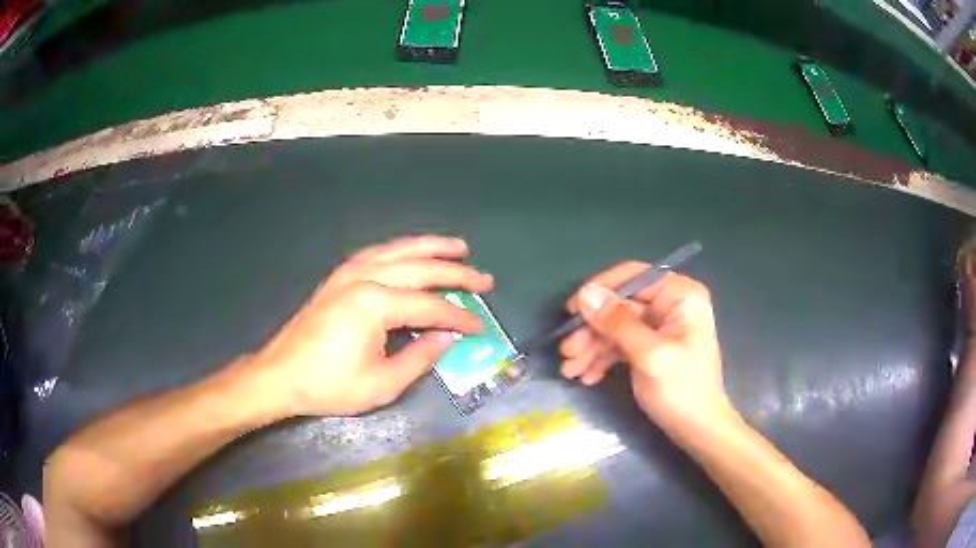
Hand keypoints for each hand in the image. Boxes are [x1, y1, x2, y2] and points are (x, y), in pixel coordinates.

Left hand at [250, 235, 493, 416]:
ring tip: (458, 247)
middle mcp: (363, 278)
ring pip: (398, 251)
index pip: (429, 305)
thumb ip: (420, 357)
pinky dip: (400, 249)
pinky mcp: (338, 278)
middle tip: (485, 278)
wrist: (280, 375)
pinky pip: (377, 254)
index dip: (458, 316)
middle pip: (419, 268)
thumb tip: (448, 337)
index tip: (480, 326)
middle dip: (456, 273)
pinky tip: (411, 252)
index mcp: (374, 304)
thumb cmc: (329, 385)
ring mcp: (348, 273)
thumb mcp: (382, 383)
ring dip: (430, 247)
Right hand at [560, 262, 730, 429]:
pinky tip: (587, 376)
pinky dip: (603, 358)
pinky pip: (620, 344)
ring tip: (570, 370)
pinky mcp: (651, 347)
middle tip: (567, 352)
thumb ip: (618, 323)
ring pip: (616, 327)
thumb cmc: (682, 390)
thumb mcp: (650, 355)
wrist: (697, 430)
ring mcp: (660, 327)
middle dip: (592, 330)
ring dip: (592, 347)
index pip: (634, 276)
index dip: (600, 290)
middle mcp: (670, 304)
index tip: (572, 311)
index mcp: (680, 295)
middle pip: (620, 306)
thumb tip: (586, 293)